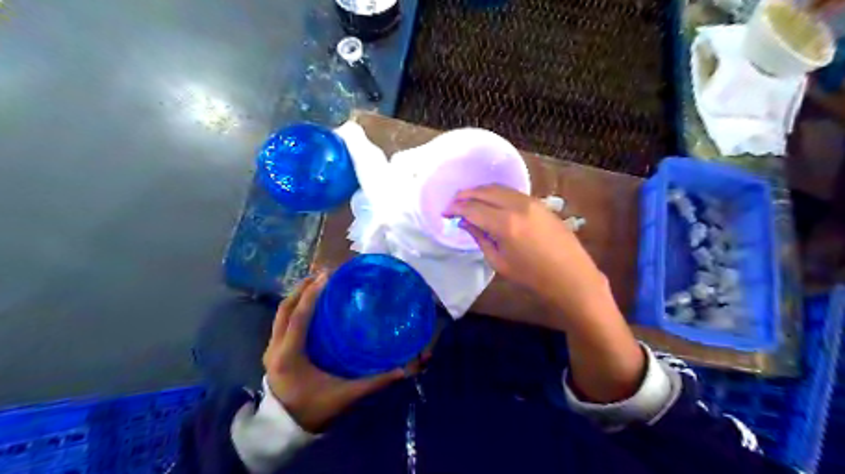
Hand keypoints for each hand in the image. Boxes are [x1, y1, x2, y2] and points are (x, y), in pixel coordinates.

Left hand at [263, 274, 410, 432]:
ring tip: (316, 283)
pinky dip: (293, 308)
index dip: (312, 294)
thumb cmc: (314, 411)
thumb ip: (374, 382)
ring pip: (280, 314)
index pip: (299, 316)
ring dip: (297, 296)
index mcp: (290, 355)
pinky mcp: (272, 353)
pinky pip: (281, 322)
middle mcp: (275, 348)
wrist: (284, 430)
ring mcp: (270, 350)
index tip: (328, 276)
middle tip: (323, 274)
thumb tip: (403, 370)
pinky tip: (309, 306)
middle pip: (284, 309)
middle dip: (302, 288)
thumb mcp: (345, 396)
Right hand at [445, 187, 604, 323]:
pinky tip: (489, 202)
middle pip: (483, 191)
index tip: (445, 213)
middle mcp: (517, 206)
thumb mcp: (499, 262)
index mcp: (505, 224)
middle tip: (453, 204)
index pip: (472, 208)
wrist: (571, 276)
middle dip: (464, 195)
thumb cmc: (532, 277)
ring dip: (479, 192)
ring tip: (468, 201)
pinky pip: (511, 191)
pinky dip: (495, 193)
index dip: (455, 209)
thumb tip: (464, 222)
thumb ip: (480, 237)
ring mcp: (530, 201)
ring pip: (498, 187)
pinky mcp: (539, 202)